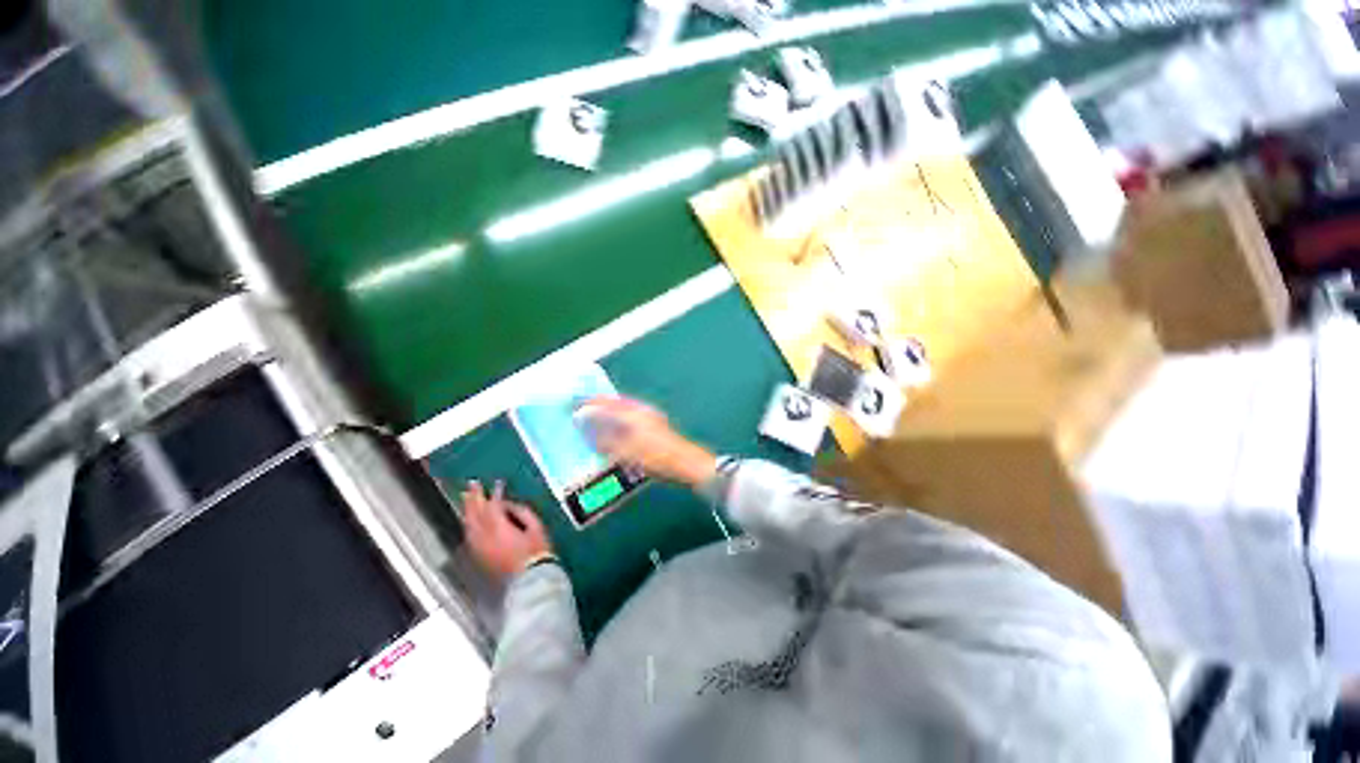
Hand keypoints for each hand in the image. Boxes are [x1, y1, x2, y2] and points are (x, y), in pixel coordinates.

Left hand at [461, 480, 552, 580]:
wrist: (530, 578)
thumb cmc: (536, 551)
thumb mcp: (536, 526)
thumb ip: (521, 512)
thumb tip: (509, 505)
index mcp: (500, 528)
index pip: (493, 506)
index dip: (495, 493)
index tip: (498, 483)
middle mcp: (485, 537)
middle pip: (475, 514)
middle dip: (474, 498)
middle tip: (472, 485)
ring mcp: (480, 548)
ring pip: (469, 525)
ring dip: (468, 511)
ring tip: (467, 498)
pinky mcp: (480, 556)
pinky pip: (470, 537)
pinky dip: (469, 525)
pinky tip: (469, 521)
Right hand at [577, 397, 716, 487]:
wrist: (687, 463)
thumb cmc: (657, 458)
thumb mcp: (627, 452)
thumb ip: (606, 440)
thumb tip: (587, 428)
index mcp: (633, 413)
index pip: (607, 403)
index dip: (591, 403)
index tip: (576, 403)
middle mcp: (642, 410)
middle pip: (617, 402)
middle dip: (600, 403)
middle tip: (585, 405)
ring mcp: (651, 416)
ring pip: (625, 407)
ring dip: (611, 409)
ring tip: (598, 414)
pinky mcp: (656, 424)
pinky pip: (632, 414)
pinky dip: (621, 416)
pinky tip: (619, 425)